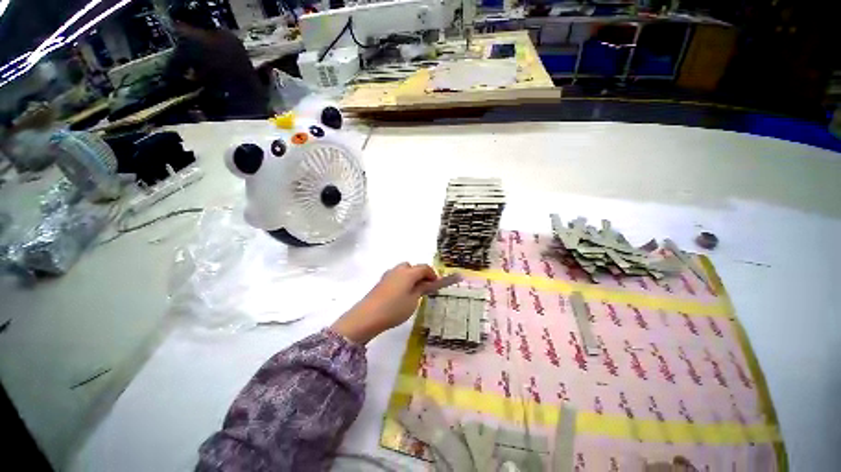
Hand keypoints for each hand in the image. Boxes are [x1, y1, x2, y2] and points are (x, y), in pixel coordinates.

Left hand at [331, 263, 438, 343]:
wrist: (367, 316)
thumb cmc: (394, 309)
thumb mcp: (413, 301)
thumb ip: (421, 289)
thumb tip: (426, 283)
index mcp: (408, 273)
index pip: (424, 267)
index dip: (432, 274)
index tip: (436, 284)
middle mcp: (398, 270)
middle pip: (412, 267)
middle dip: (419, 274)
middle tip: (423, 287)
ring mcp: (387, 275)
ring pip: (402, 271)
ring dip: (409, 277)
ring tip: (411, 291)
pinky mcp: (380, 282)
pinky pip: (395, 277)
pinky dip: (401, 281)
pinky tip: (399, 295)